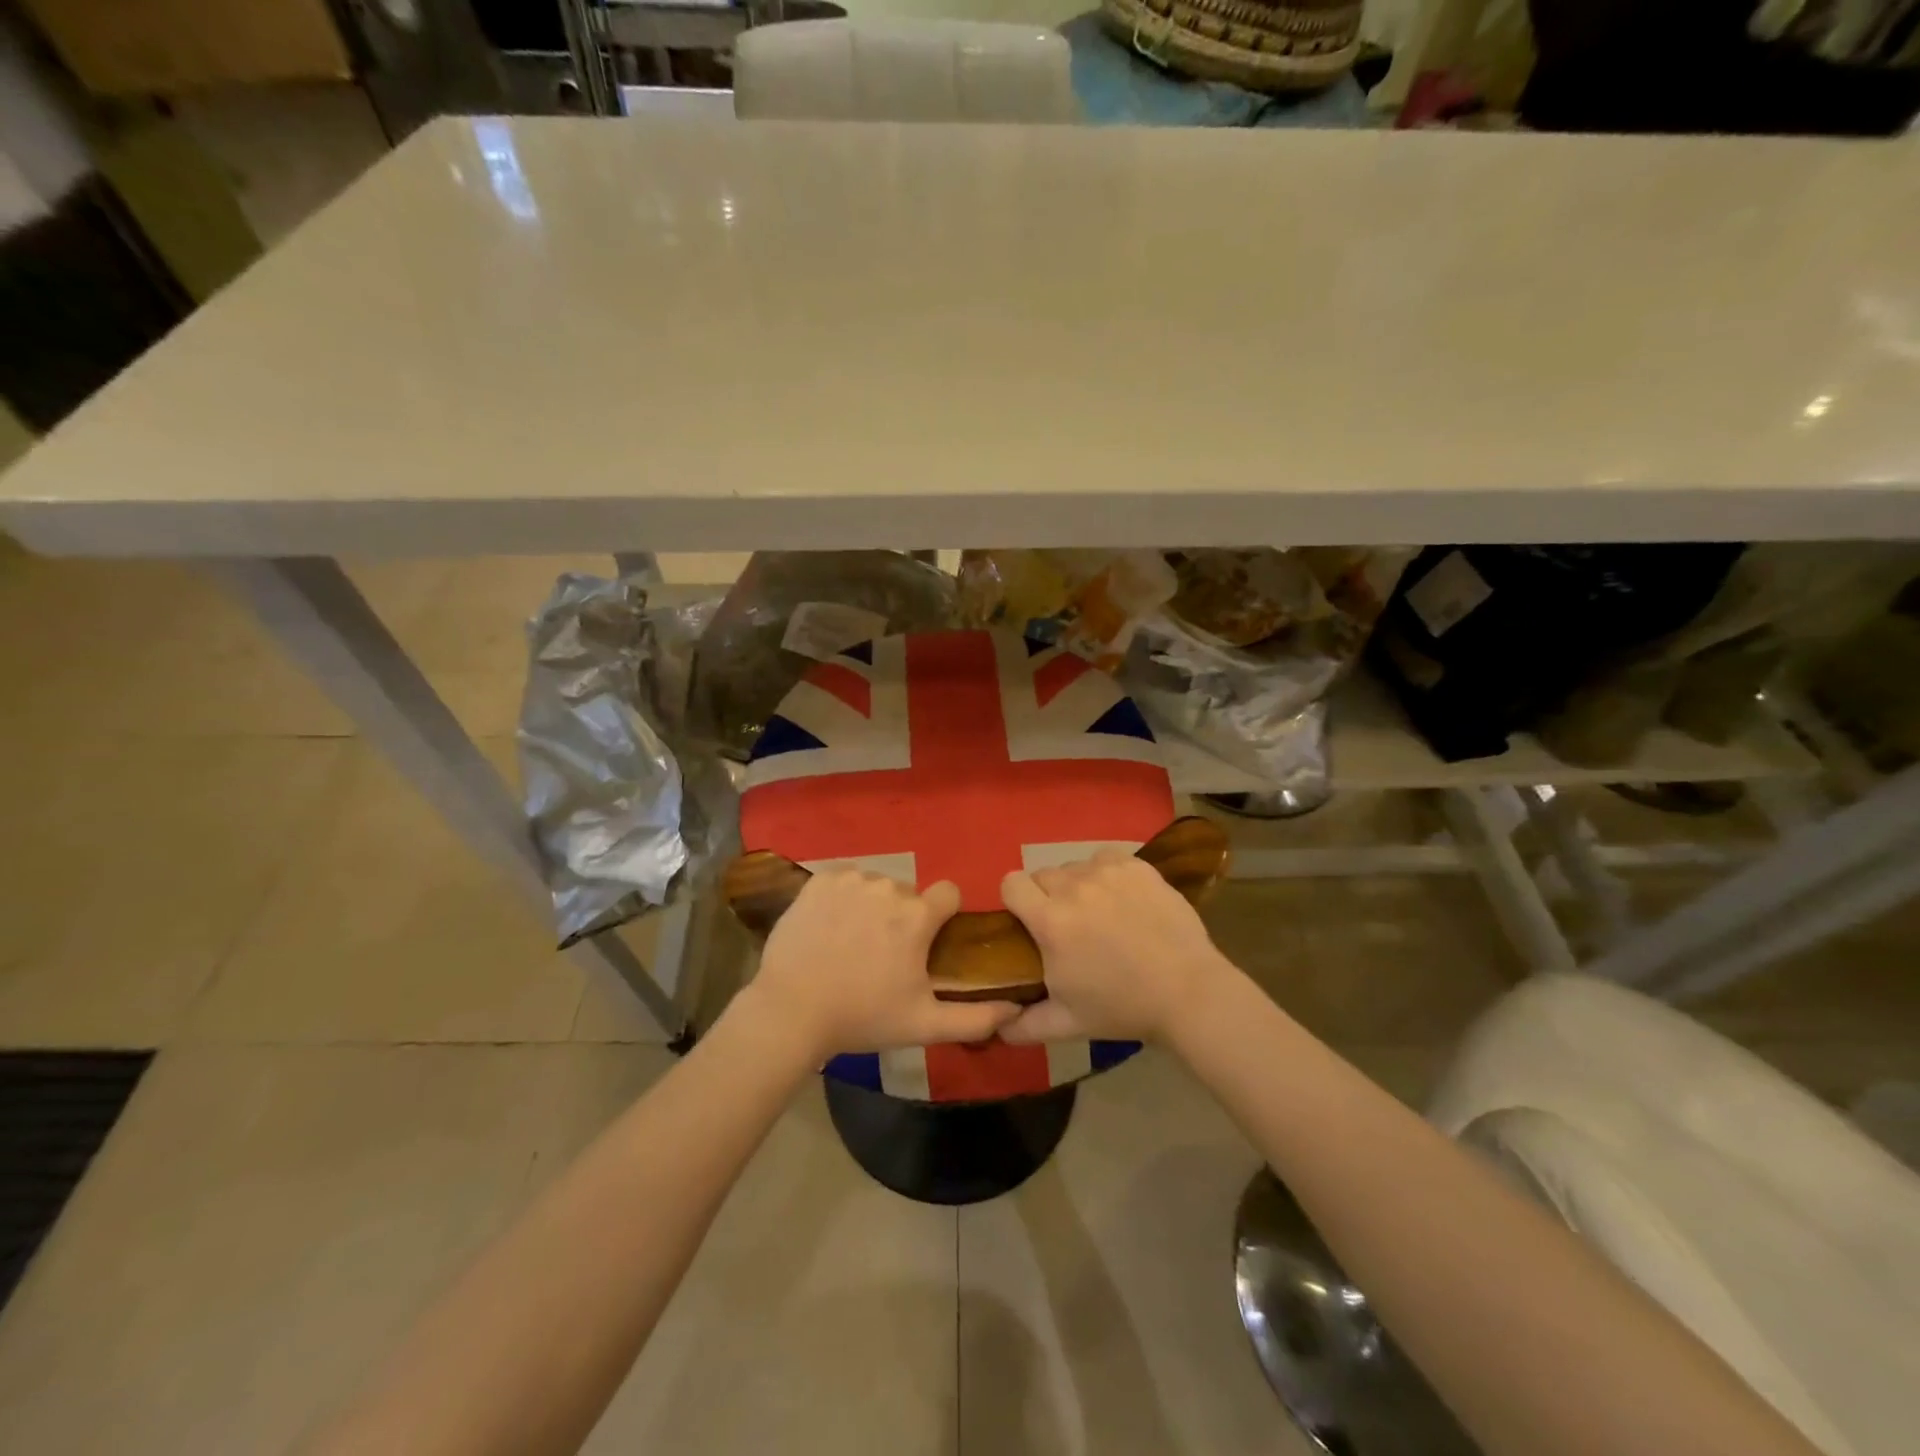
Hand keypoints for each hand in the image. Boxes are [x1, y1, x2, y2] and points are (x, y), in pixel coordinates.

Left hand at [743, 870, 1020, 1062]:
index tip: (927, 940)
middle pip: (908, 893)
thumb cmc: (862, 1017)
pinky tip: (830, 926)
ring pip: (876, 885)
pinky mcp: (819, 880)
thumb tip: (1015, 1010)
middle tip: (882, 953)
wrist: (791, 1011)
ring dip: (872, 906)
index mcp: (917, 917)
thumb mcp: (924, 1025)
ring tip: (852, 942)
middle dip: (903, 916)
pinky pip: (844, 880)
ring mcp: (850, 880)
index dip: (942, 915)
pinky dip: (842, 897)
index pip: (948, 893)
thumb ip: (975, 1018)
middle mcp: (888, 888)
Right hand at [999, 850, 1233, 1044]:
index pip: (1011, 883)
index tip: (1029, 921)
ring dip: (1077, 885)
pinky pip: (1105, 859)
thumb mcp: (1067, 1024)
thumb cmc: (1123, 1007)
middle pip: (1042, 874)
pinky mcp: (1136, 866)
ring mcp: (1108, 872)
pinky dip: (1106, 874)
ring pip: (1074, 866)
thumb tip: (997, 1028)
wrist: (1188, 992)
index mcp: (1051, 921)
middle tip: (1068, 925)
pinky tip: (1122, 898)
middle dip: (1047, 896)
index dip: (1015, 900)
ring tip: (1099, 913)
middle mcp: (1074, 887)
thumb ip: (1024, 1025)